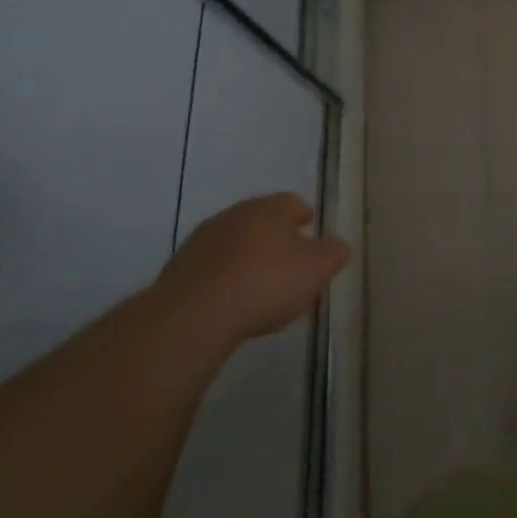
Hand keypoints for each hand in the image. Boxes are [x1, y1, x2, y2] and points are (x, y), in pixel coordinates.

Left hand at [160, 194, 348, 342]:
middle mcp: (235, 214)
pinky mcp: (179, 268)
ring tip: (259, 282)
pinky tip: (232, 299)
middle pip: (261, 219)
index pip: (292, 202)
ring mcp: (202, 240)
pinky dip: (224, 276)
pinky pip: (211, 267)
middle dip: (275, 235)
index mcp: (269, 208)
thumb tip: (337, 246)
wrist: (193, 314)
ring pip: (234, 241)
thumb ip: (333, 253)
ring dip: (247, 255)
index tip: (310, 229)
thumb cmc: (265, 283)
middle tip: (289, 258)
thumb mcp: (316, 269)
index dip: (304, 216)